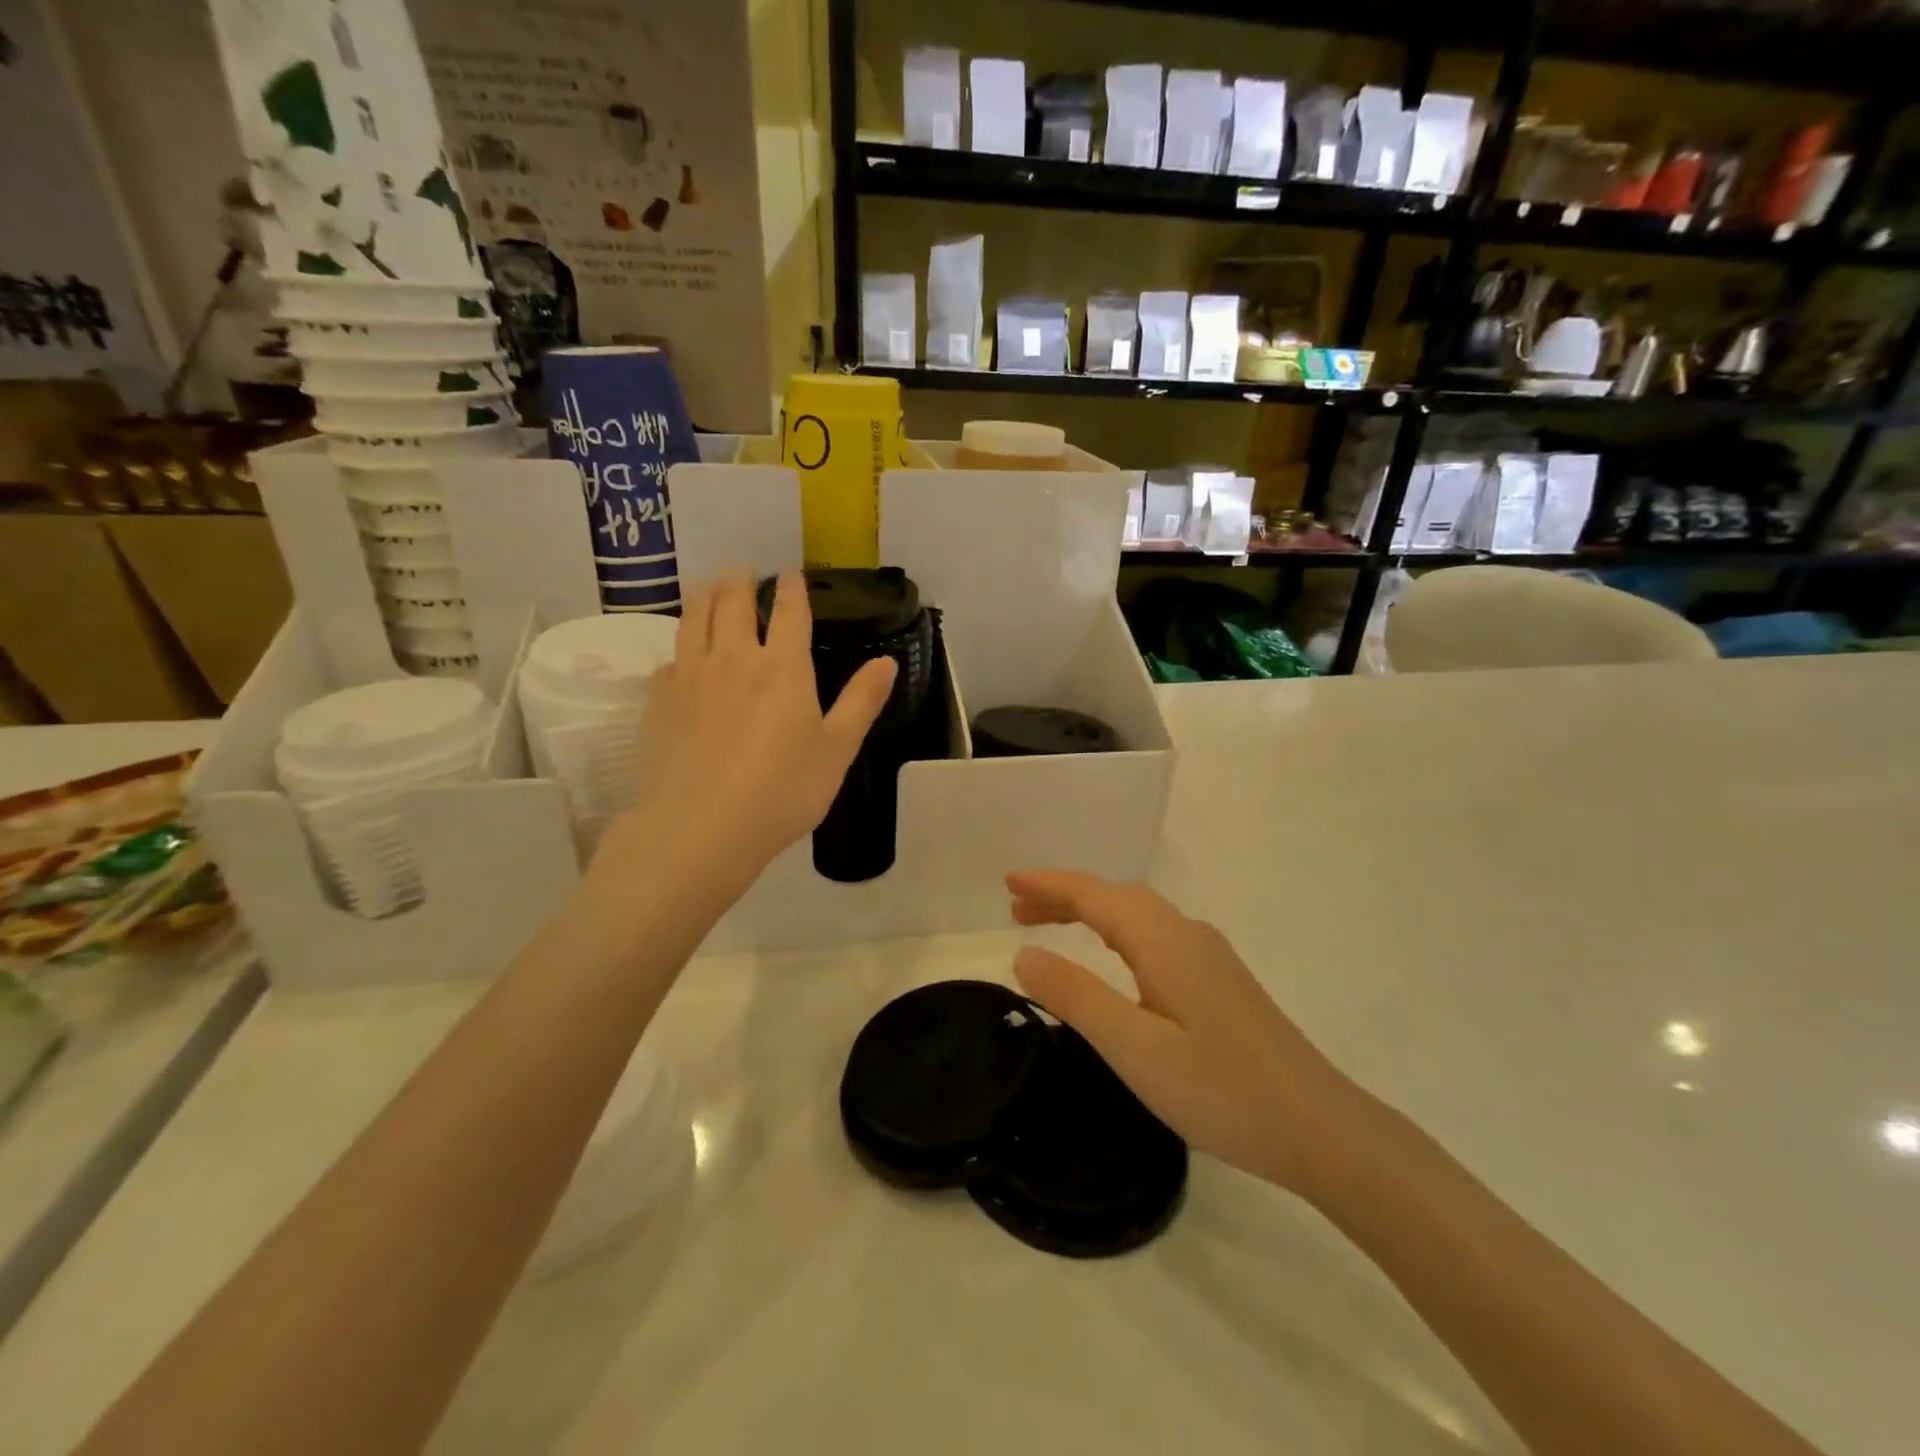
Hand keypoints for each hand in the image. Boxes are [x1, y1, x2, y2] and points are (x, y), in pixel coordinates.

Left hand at [599, 573, 895, 882]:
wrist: (701, 829)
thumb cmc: (782, 791)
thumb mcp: (837, 751)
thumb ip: (861, 702)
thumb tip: (887, 662)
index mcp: (783, 668)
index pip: (790, 612)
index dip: (792, 588)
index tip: (791, 573)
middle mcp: (733, 658)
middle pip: (733, 602)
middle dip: (740, 581)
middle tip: (743, 571)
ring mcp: (690, 676)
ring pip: (694, 619)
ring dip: (705, 597)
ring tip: (709, 588)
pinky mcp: (658, 700)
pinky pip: (669, 659)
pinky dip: (680, 648)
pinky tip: (681, 657)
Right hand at [1008, 870, 1361, 1196]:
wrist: (1320, 1128)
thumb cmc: (1221, 1090)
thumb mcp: (1134, 1047)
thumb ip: (1076, 996)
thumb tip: (1024, 953)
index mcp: (1163, 940)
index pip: (1094, 895)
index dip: (1048, 885)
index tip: (1007, 883)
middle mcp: (1186, 934)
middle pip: (1115, 897)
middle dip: (1064, 896)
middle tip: (1016, 912)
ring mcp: (1208, 956)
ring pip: (1137, 916)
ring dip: (1090, 913)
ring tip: (1049, 927)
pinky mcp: (1220, 981)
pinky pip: (1154, 935)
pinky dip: (1116, 933)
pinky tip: (1113, 960)